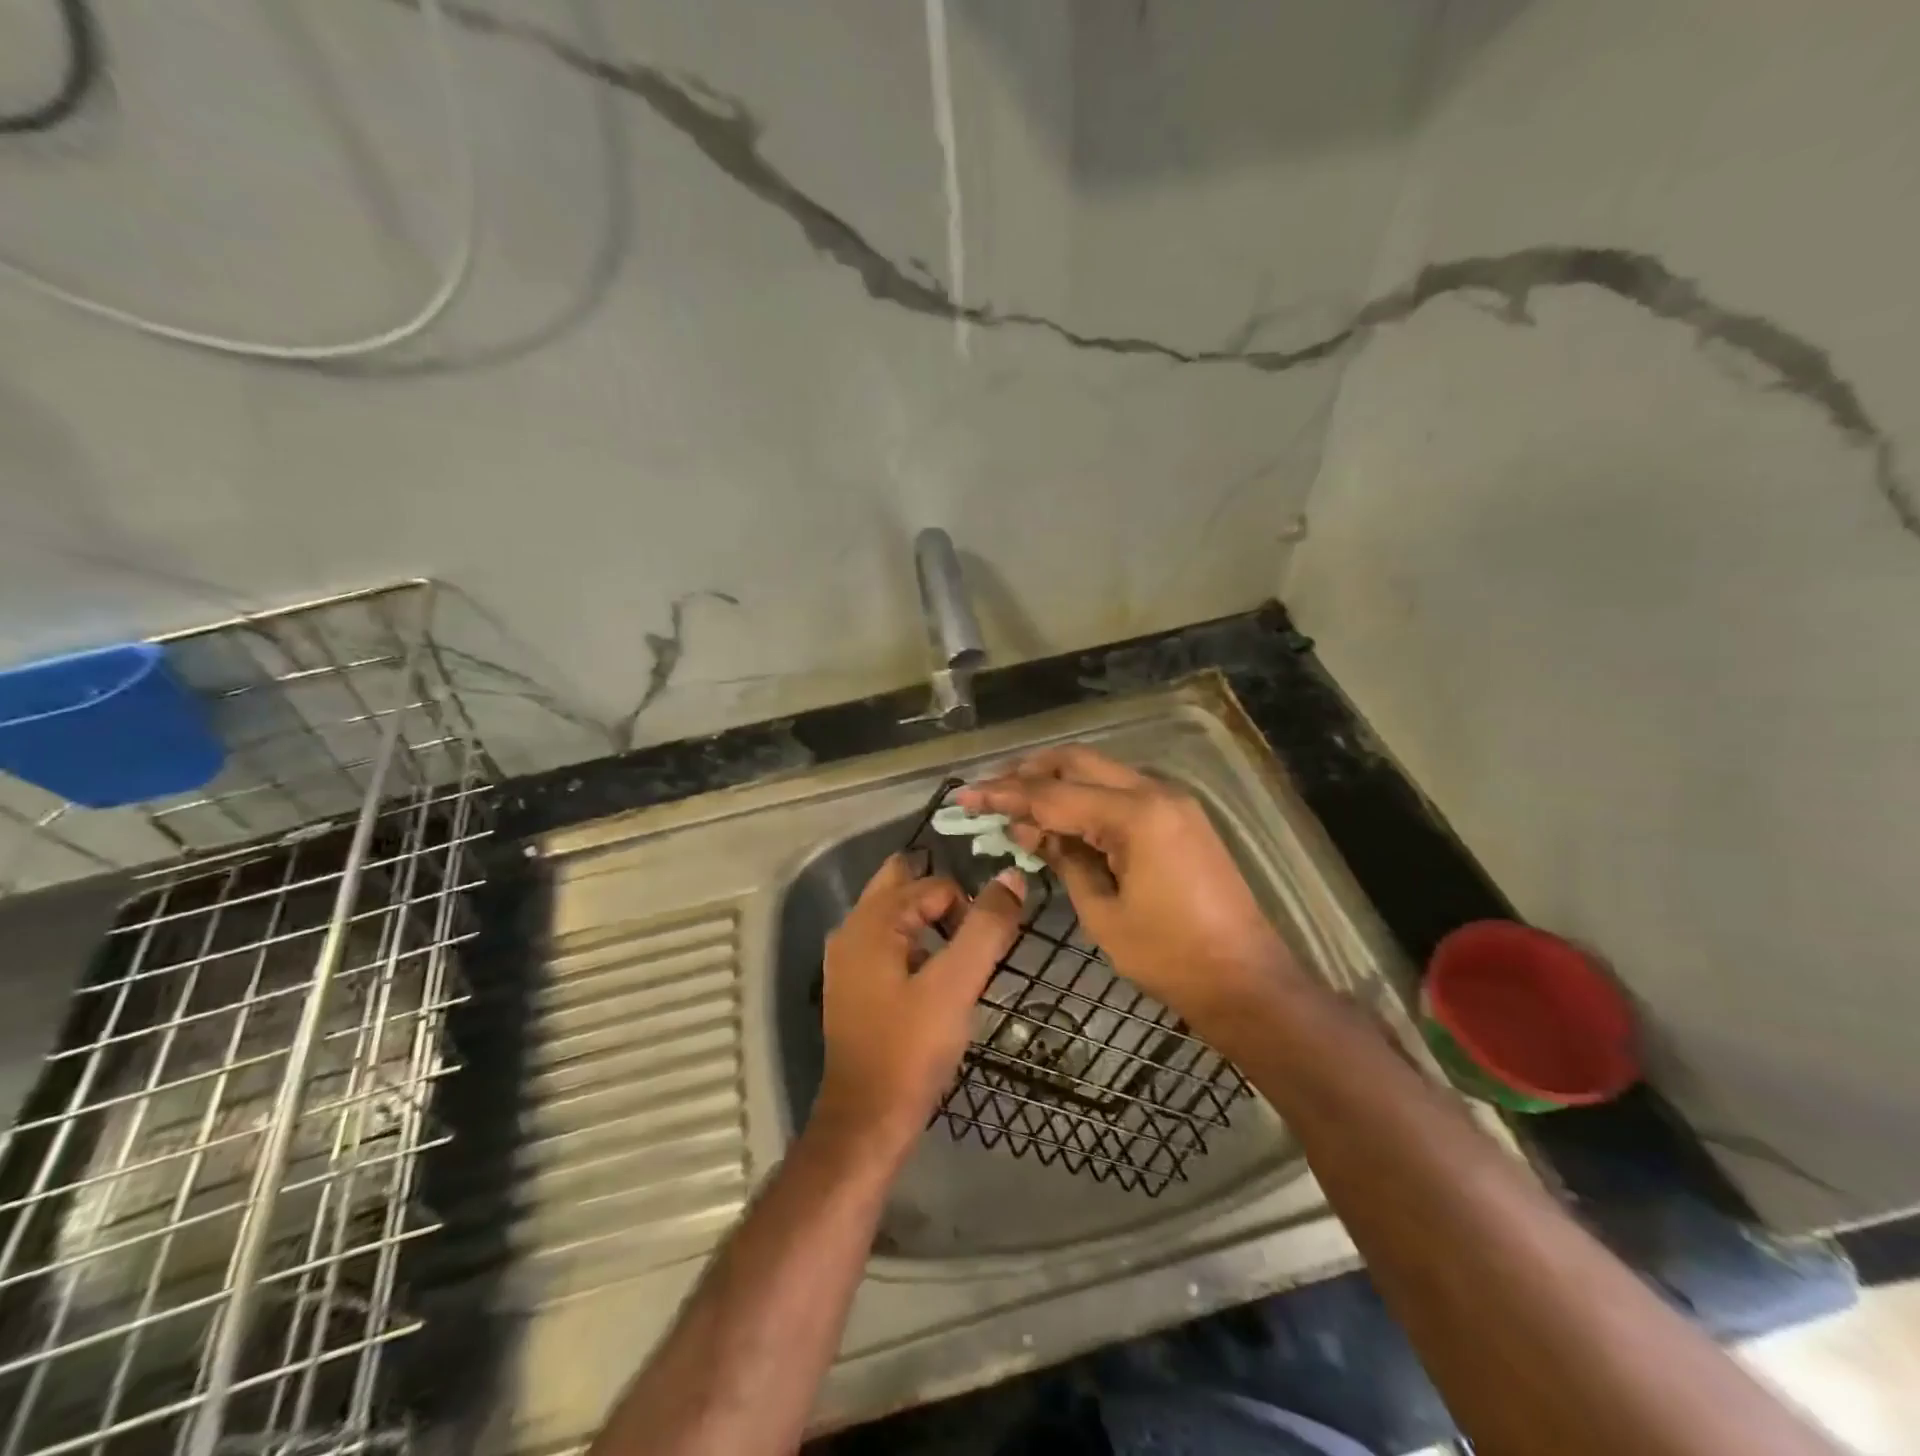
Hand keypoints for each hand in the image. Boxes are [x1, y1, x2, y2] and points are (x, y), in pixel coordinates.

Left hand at [812, 852, 1026, 1159]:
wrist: (867, 1120)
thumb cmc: (911, 1049)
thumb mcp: (957, 985)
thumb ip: (986, 928)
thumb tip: (1012, 877)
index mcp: (871, 921)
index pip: (933, 885)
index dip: (968, 908)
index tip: (987, 948)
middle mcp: (851, 930)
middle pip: (904, 885)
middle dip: (943, 900)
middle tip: (974, 936)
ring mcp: (848, 959)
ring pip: (896, 916)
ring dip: (930, 924)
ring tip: (961, 961)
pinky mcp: (854, 986)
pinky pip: (890, 944)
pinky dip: (916, 948)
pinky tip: (935, 983)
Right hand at [958, 746, 1299, 1038]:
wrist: (1246, 981)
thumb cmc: (1169, 957)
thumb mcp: (1102, 912)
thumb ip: (1064, 859)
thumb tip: (1030, 829)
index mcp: (1136, 816)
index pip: (1054, 794)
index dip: (1004, 795)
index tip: (965, 797)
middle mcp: (1155, 792)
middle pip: (1078, 762)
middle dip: (1029, 772)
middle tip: (990, 793)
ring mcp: (1172, 801)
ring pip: (1100, 771)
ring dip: (1056, 781)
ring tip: (1017, 804)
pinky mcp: (1179, 816)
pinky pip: (1121, 792)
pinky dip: (1085, 797)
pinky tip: (1059, 818)